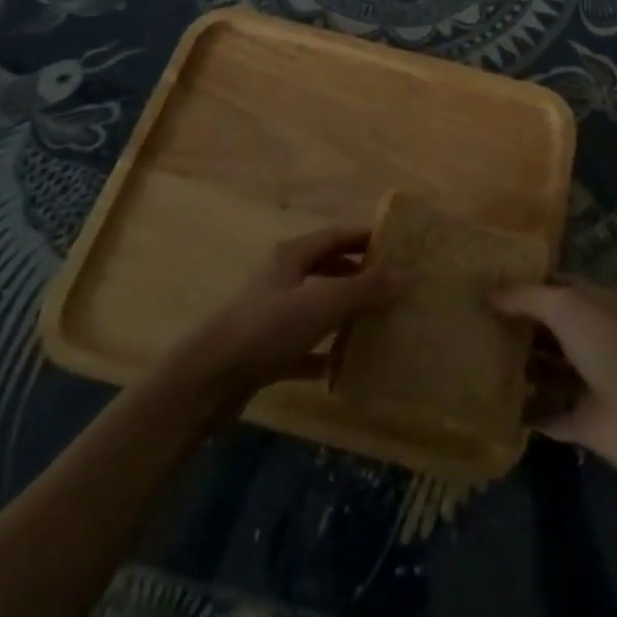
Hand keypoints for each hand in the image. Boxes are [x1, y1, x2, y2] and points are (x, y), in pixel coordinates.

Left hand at [180, 225, 407, 399]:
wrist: (205, 382)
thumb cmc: (267, 328)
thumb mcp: (323, 302)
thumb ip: (367, 289)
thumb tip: (411, 274)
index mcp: (293, 255)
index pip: (338, 235)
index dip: (367, 238)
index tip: (399, 247)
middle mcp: (282, 278)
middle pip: (328, 269)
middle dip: (360, 276)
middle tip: (395, 288)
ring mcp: (271, 316)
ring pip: (317, 308)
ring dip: (344, 314)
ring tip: (378, 324)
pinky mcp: (265, 352)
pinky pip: (304, 347)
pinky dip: (324, 353)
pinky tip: (345, 367)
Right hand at [494, 277, 616, 479]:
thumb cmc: (607, 343)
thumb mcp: (564, 305)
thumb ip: (525, 297)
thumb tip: (489, 292)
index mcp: (595, 304)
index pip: (559, 286)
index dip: (529, 284)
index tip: (492, 285)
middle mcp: (594, 339)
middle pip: (552, 330)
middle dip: (521, 327)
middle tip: (477, 325)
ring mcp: (590, 382)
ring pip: (550, 372)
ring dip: (522, 369)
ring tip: (479, 363)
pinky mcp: (584, 422)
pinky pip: (549, 415)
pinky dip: (528, 413)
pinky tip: (495, 406)